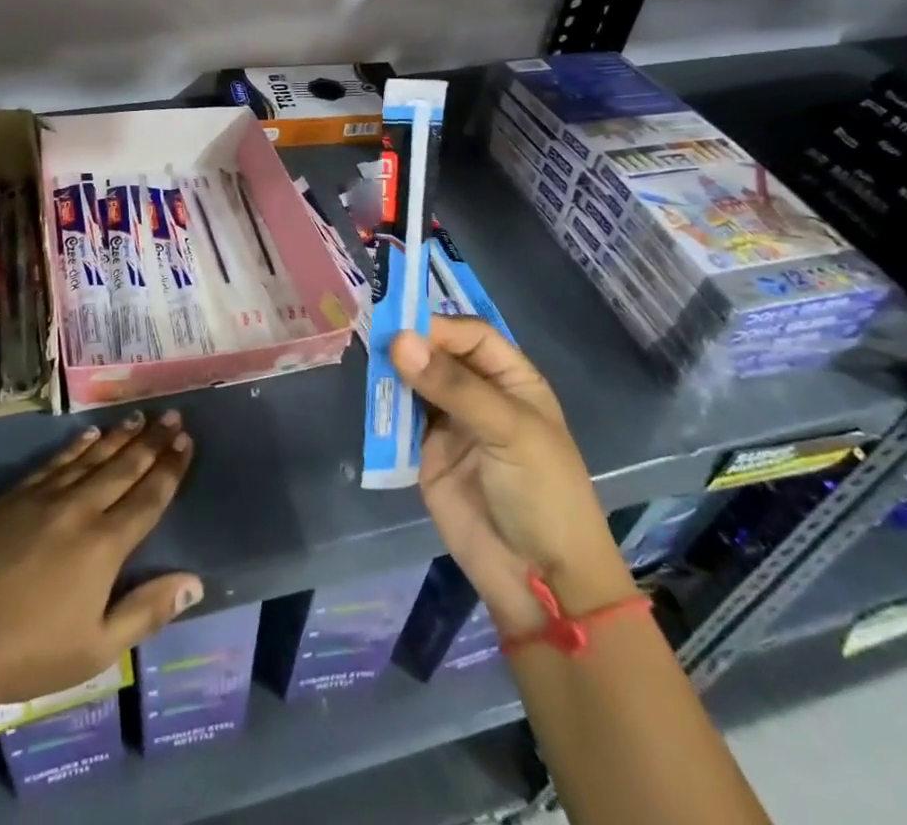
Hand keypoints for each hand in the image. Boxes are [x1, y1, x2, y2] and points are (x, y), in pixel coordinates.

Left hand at [0, 411, 200, 705]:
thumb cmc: (31, 653)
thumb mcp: (98, 648)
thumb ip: (147, 611)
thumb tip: (194, 583)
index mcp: (105, 545)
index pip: (148, 497)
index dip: (170, 467)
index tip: (186, 440)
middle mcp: (80, 510)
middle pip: (124, 467)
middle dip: (151, 440)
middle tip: (171, 414)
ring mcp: (44, 498)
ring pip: (91, 458)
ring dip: (118, 437)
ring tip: (138, 417)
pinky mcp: (12, 497)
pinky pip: (53, 462)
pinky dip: (75, 446)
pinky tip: (88, 434)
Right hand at [391, 317, 635, 634]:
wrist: (539, 581)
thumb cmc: (542, 493)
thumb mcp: (508, 431)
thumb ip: (453, 386)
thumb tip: (398, 339)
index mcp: (511, 379)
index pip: (470, 335)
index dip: (438, 327)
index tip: (400, 326)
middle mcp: (478, 393)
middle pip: (437, 353)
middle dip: (409, 344)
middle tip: (372, 336)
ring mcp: (450, 423)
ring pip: (414, 382)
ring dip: (392, 372)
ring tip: (365, 360)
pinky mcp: (424, 452)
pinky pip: (399, 419)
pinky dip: (383, 406)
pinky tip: (368, 395)